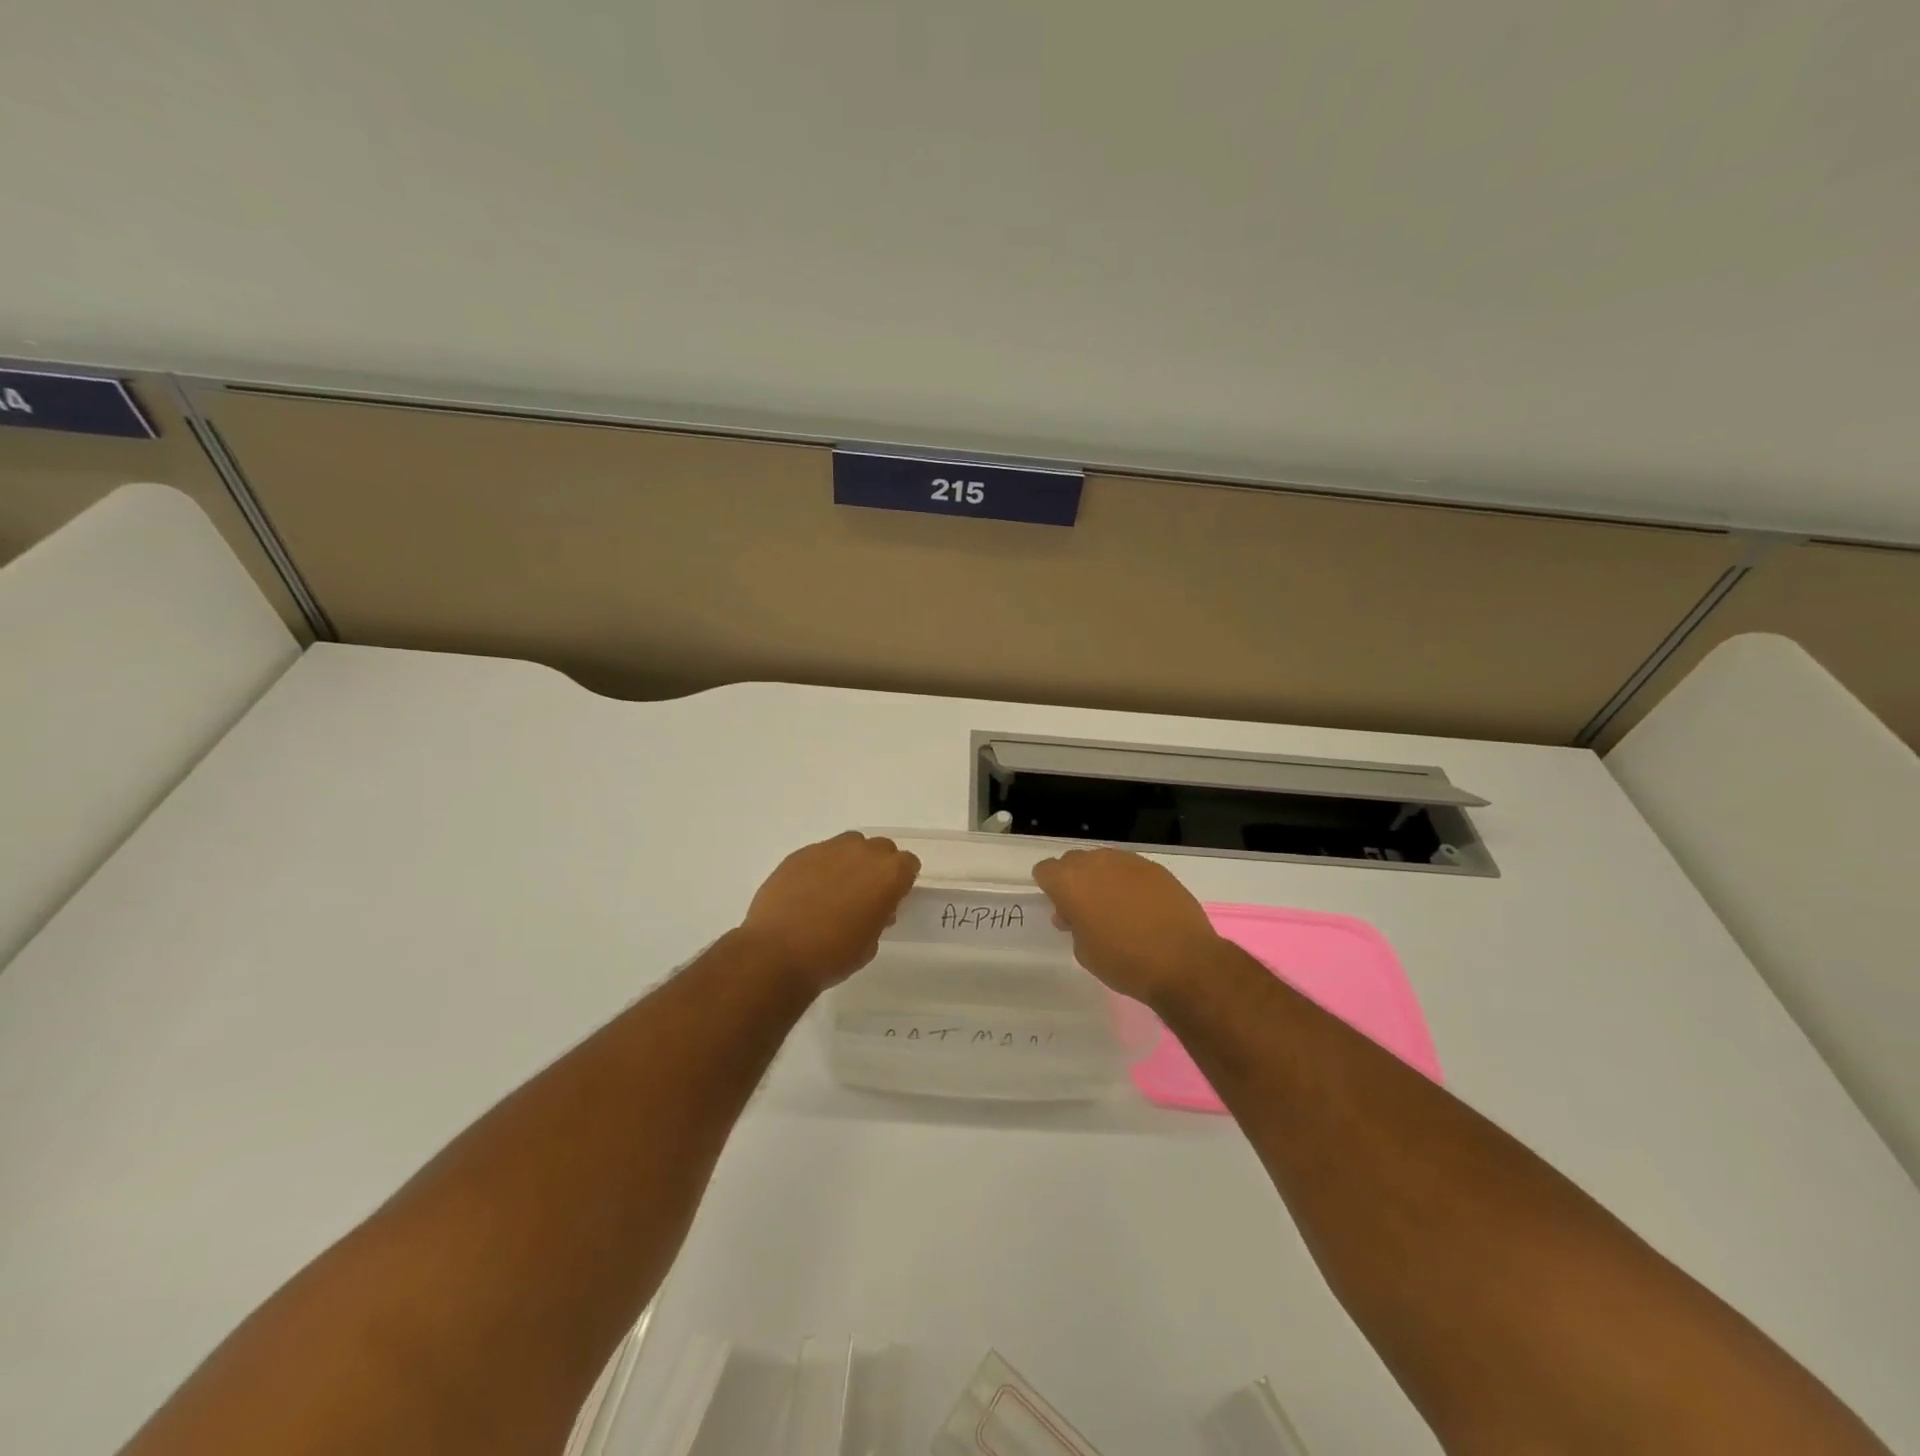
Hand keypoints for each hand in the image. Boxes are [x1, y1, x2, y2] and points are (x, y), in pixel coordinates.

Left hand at [739, 832, 919, 992]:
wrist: (777, 954)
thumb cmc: (833, 955)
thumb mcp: (870, 942)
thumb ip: (879, 916)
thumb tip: (872, 907)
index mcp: (888, 874)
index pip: (908, 864)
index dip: (902, 881)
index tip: (893, 899)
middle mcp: (862, 852)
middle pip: (881, 848)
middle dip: (878, 866)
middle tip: (866, 894)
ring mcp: (828, 849)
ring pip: (849, 845)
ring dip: (850, 861)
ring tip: (836, 889)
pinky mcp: (799, 854)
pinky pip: (820, 854)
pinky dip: (821, 868)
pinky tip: (808, 893)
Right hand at [1032, 848, 1221, 1008]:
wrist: (1183, 961)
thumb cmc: (1124, 961)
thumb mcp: (1084, 952)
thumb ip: (1074, 925)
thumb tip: (1076, 914)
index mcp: (1070, 881)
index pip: (1045, 870)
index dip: (1050, 889)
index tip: (1062, 909)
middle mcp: (1096, 862)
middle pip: (1074, 861)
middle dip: (1075, 880)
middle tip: (1086, 910)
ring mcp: (1128, 861)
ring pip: (1104, 862)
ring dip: (1102, 879)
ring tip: (1117, 908)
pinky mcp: (1156, 868)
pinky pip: (1131, 869)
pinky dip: (1129, 882)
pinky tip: (1142, 907)